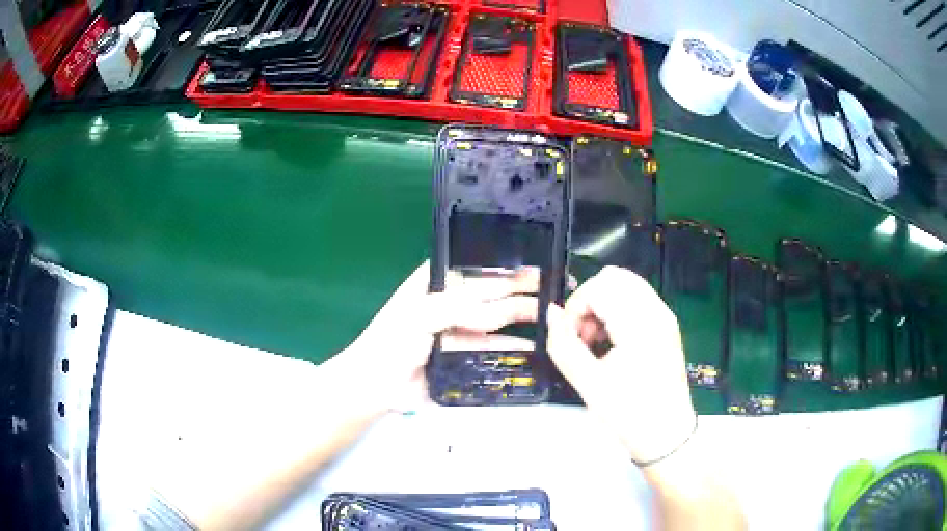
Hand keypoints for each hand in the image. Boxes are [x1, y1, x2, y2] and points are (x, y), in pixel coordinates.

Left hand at [334, 262, 540, 413]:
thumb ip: (462, 306)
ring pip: (499, 320)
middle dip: (525, 291)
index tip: (542, 267)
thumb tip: (504, 309)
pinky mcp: (467, 355)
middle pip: (495, 292)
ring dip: (525, 317)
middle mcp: (454, 301)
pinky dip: (515, 347)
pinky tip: (535, 345)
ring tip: (555, 315)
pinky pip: (495, 348)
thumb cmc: (392, 340)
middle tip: (558, 288)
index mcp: (439, 280)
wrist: (377, 385)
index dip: (511, 267)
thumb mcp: (422, 313)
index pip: (481, 268)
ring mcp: (462, 329)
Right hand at [547, 266, 695, 463]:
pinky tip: (611, 343)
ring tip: (595, 343)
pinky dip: (617, 311)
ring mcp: (664, 317)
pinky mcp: (666, 326)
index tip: (570, 338)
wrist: (666, 435)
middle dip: (589, 301)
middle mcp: (657, 311)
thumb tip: (551, 313)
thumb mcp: (588, 383)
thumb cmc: (629, 414)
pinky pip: (636, 300)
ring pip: (625, 286)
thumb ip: (563, 344)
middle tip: (582, 337)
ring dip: (603, 305)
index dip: (576, 307)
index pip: (599, 287)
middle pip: (614, 277)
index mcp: (640, 324)